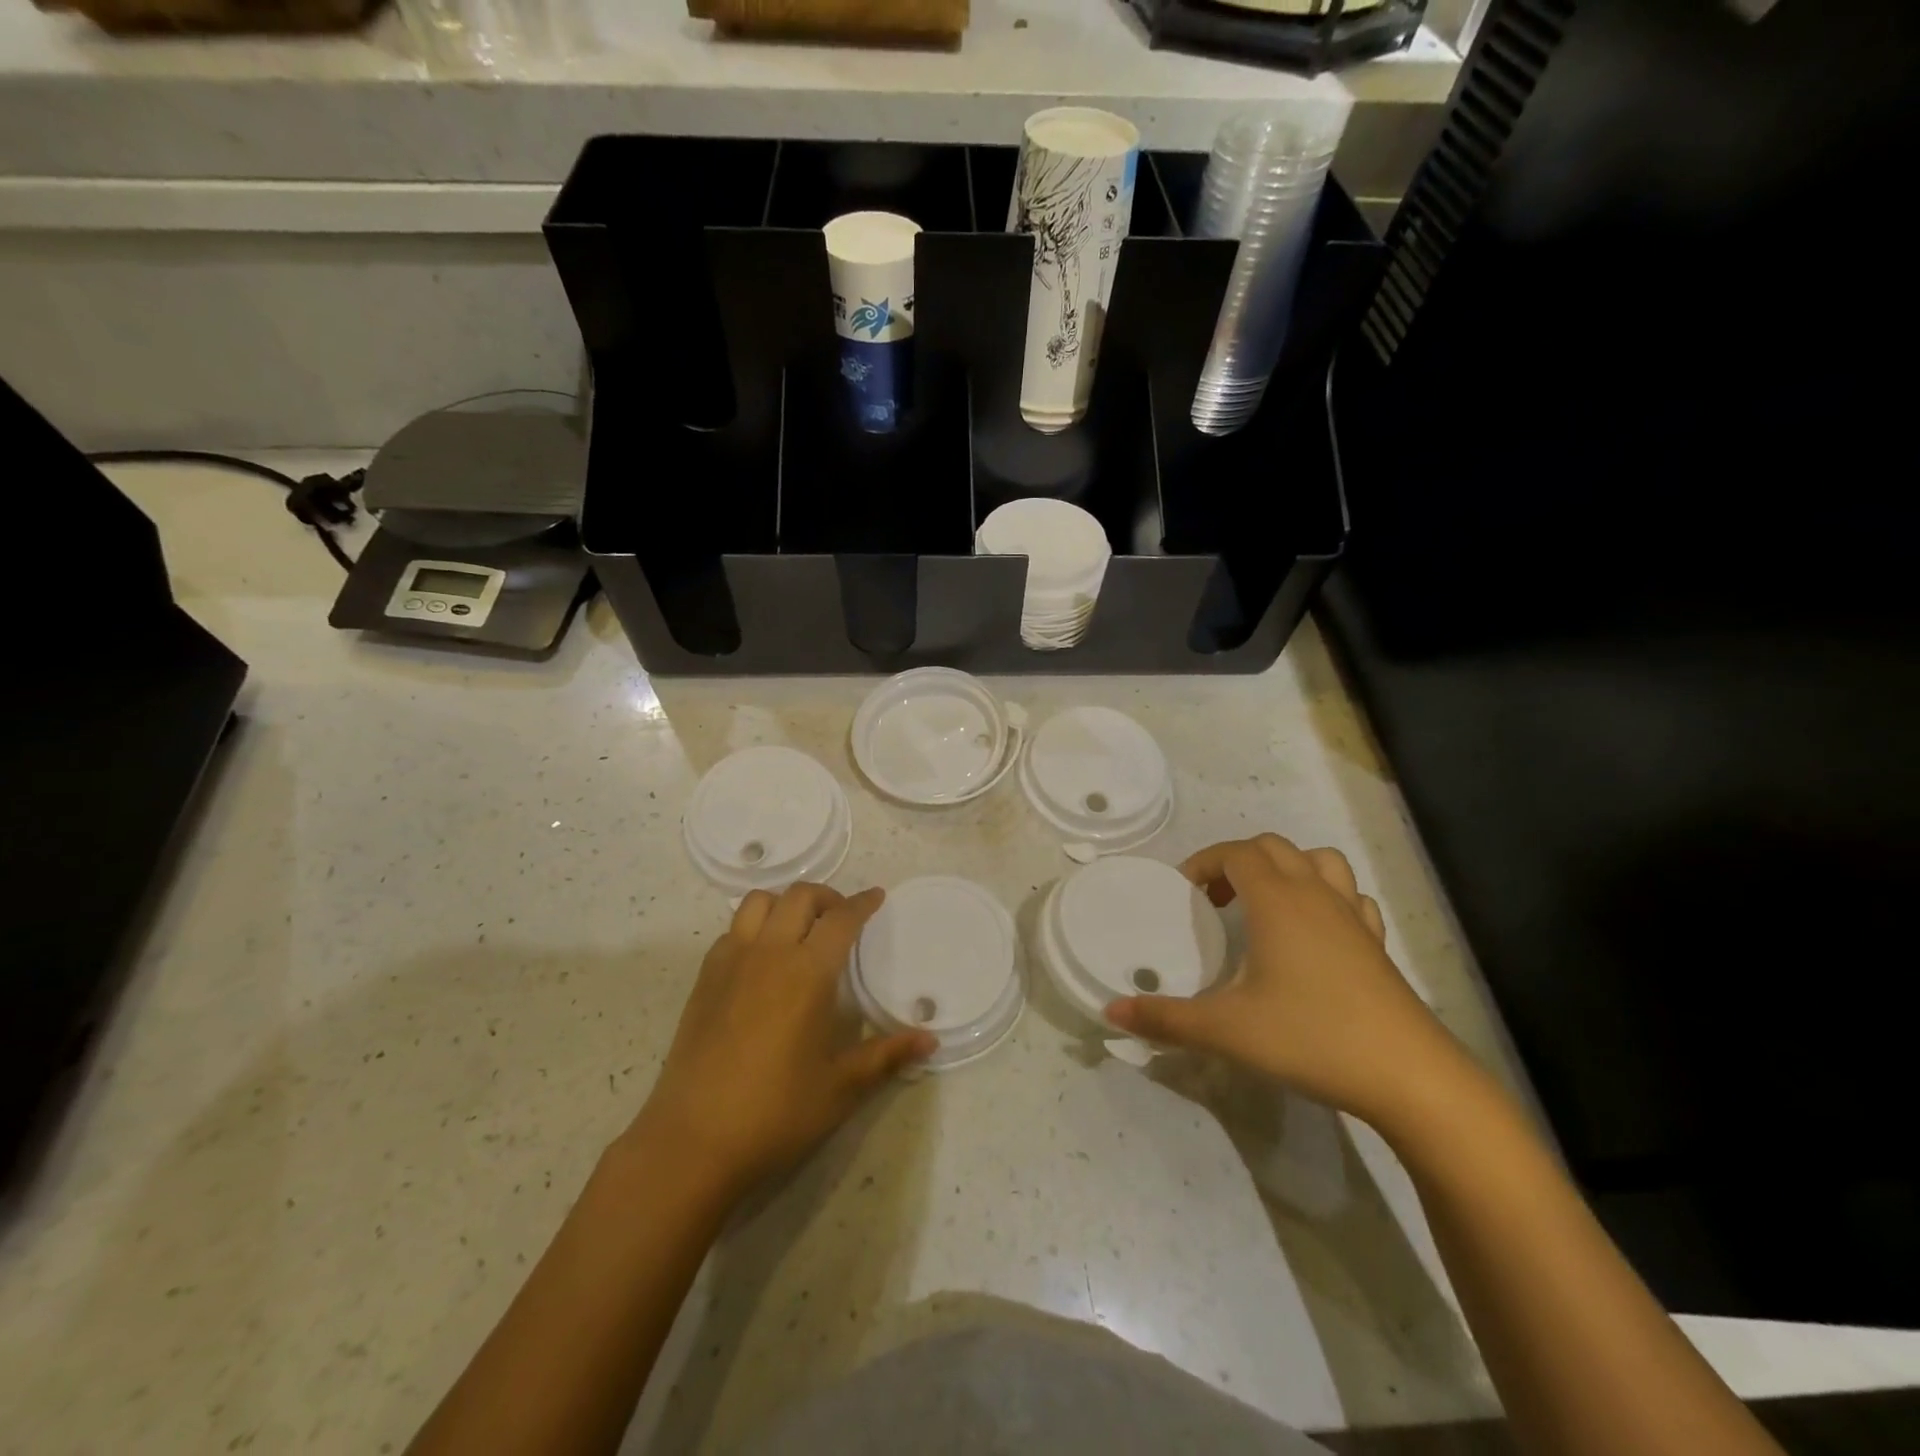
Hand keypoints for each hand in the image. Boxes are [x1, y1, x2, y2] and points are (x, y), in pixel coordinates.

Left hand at [627, 883, 933, 1203]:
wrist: (693, 1141)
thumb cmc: (776, 1112)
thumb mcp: (841, 1087)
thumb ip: (887, 1055)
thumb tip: (930, 1039)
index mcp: (807, 972)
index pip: (841, 919)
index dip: (862, 903)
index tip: (876, 897)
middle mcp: (769, 953)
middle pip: (799, 897)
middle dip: (827, 897)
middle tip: (842, 917)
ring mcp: (731, 962)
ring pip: (758, 902)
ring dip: (785, 903)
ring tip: (800, 927)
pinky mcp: (704, 979)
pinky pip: (733, 930)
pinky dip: (754, 926)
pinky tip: (763, 958)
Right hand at [1105, 834, 1466, 1128]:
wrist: (1408, 1076)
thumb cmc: (1310, 1037)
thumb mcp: (1226, 1030)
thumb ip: (1165, 1018)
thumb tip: (1111, 1012)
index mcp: (1277, 901)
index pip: (1236, 851)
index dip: (1204, 861)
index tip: (1184, 889)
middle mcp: (1315, 896)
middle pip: (1274, 847)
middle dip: (1238, 861)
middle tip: (1216, 901)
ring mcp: (1353, 918)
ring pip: (1320, 862)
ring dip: (1288, 869)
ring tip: (1266, 905)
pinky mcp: (1378, 946)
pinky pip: (1351, 898)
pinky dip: (1328, 898)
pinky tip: (1317, 933)